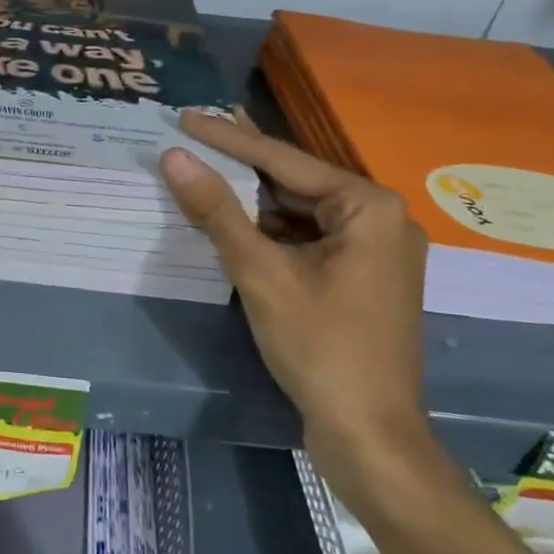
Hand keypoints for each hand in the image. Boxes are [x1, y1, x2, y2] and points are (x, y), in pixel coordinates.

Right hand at [160, 110, 431, 494]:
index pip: (283, 160)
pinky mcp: (360, 278)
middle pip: (294, 182)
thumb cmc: (321, 348)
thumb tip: (174, 157)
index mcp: (368, 207)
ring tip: (204, 169)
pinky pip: (307, 239)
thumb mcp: (262, 274)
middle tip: (193, 133)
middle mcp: (380, 219)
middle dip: (241, 164)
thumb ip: (217, 211)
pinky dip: (269, 231)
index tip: (185, 116)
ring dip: (252, 199)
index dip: (228, 137)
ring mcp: (373, 251)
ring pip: (299, 212)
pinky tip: (233, 220)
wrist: (370, 438)